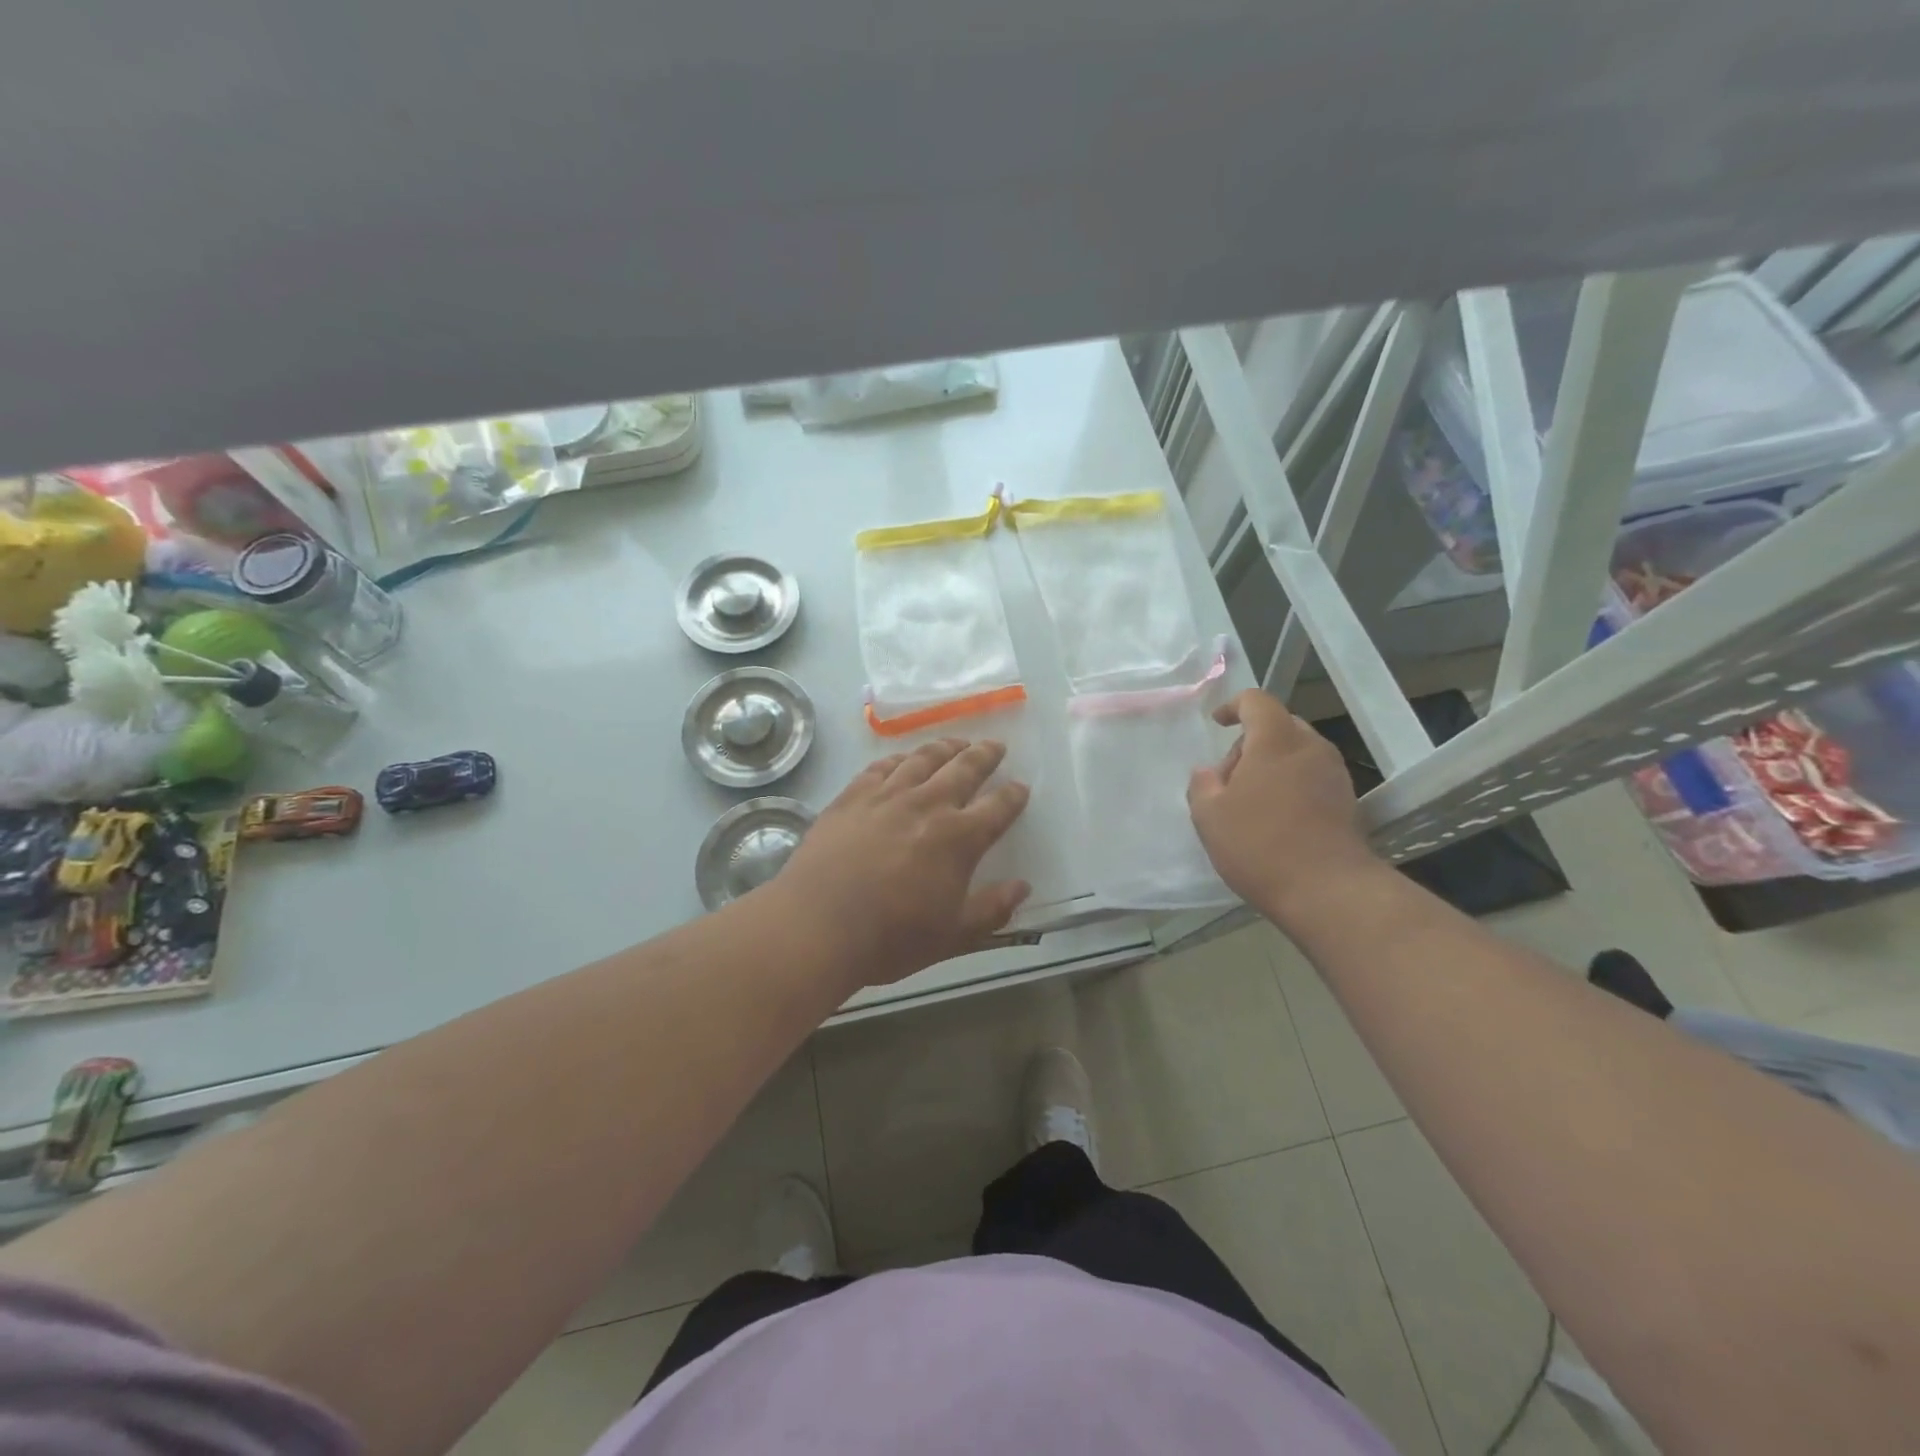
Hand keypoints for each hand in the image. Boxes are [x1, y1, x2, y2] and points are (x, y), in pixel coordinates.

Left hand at [773, 738, 1031, 991]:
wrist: (817, 924)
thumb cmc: (891, 937)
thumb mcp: (953, 936)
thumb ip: (992, 910)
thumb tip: (1023, 886)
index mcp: (959, 838)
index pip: (997, 808)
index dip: (1013, 796)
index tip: (1021, 787)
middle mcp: (927, 805)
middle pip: (963, 769)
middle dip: (984, 755)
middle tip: (995, 746)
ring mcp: (886, 796)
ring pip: (923, 759)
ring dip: (945, 748)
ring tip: (956, 743)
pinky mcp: (852, 796)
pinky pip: (882, 767)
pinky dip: (899, 758)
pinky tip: (903, 759)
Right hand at [1187, 690, 1381, 922]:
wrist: (1328, 891)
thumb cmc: (1260, 844)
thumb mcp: (1209, 816)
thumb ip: (1202, 785)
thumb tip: (1207, 773)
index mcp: (1276, 740)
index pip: (1256, 701)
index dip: (1233, 706)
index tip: (1218, 724)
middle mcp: (1311, 747)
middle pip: (1278, 727)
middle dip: (1250, 744)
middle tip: (1228, 780)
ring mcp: (1335, 774)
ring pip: (1296, 753)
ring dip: (1271, 767)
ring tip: (1250, 804)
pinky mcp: (1347, 801)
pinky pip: (1311, 777)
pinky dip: (1290, 786)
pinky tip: (1275, 820)